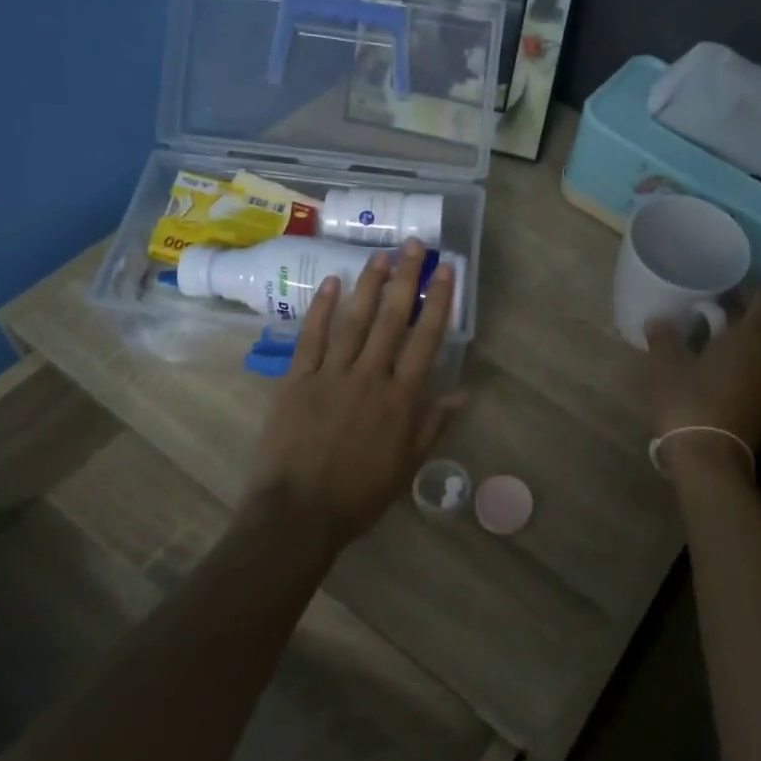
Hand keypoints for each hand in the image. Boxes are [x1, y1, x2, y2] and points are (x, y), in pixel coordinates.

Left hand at [247, 240, 460, 547]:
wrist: (297, 514)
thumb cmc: (359, 495)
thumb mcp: (407, 465)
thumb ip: (433, 425)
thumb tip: (463, 392)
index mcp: (401, 398)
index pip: (426, 340)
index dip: (439, 302)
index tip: (446, 272)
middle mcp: (370, 376)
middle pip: (392, 319)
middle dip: (406, 279)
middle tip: (415, 246)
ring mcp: (331, 374)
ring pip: (354, 320)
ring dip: (369, 284)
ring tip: (381, 255)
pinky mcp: (297, 379)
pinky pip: (312, 336)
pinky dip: (322, 308)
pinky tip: (334, 283)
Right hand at [644, 286, 760, 479]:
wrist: (709, 461)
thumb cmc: (689, 402)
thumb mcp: (666, 366)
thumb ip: (664, 338)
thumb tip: (658, 320)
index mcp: (752, 338)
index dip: (755, 287)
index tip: (735, 280)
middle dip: (748, 313)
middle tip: (719, 305)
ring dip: (747, 341)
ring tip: (717, 336)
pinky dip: (746, 363)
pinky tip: (721, 368)